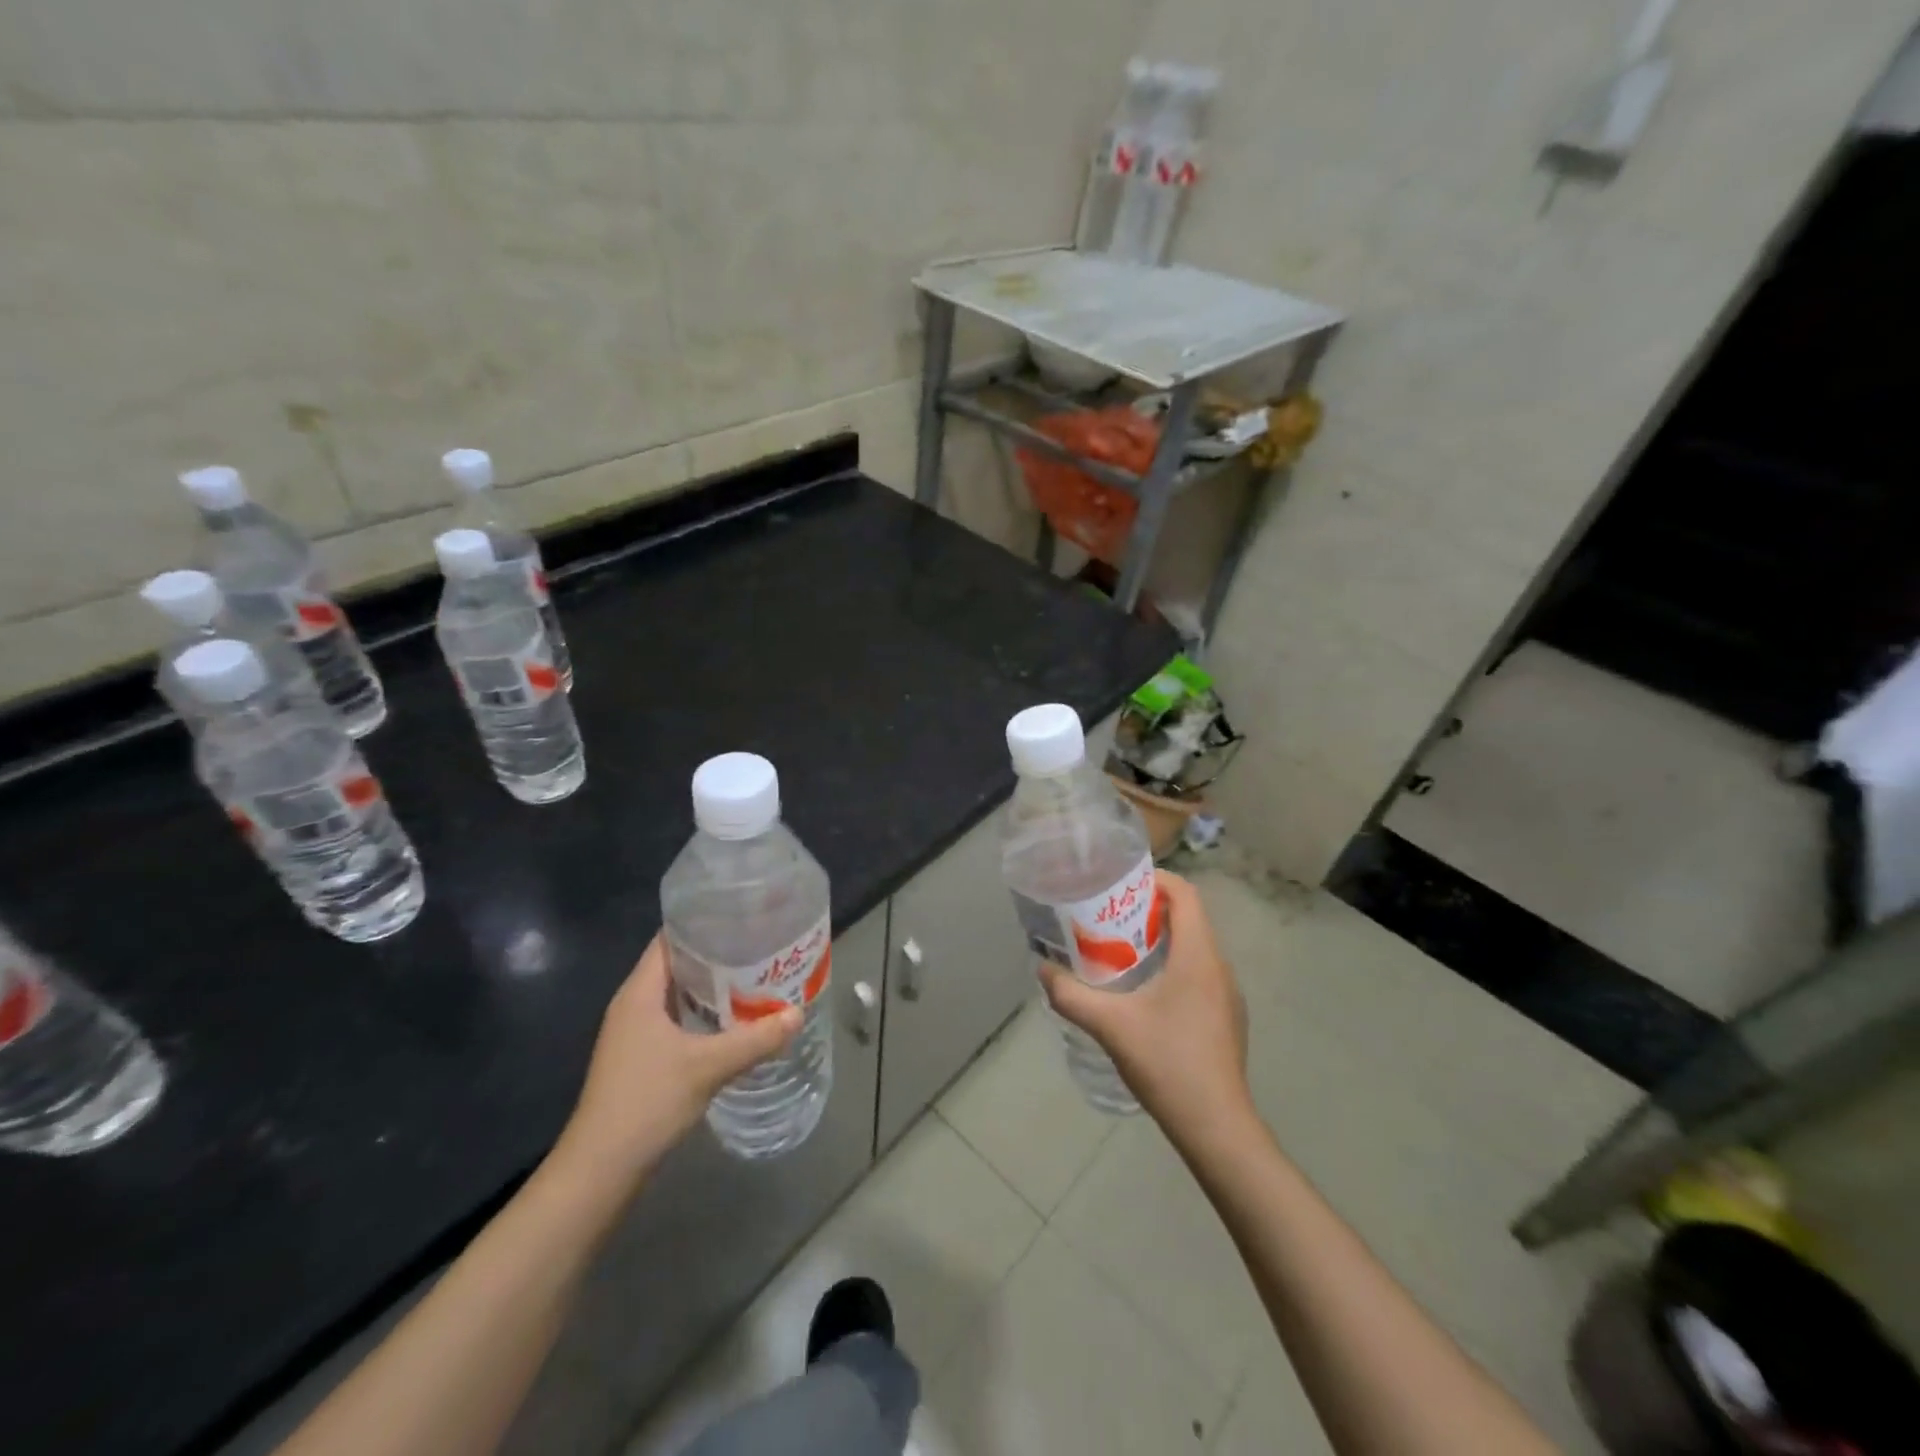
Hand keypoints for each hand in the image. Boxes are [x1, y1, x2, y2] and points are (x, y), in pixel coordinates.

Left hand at [557, 935, 800, 1182]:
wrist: (600, 1170)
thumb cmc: (647, 1102)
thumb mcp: (708, 1066)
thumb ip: (755, 1038)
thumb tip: (798, 1013)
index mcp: (640, 993)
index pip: (670, 939)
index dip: (703, 924)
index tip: (742, 917)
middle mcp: (634, 1006)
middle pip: (677, 965)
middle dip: (718, 955)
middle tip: (760, 947)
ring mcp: (635, 1035)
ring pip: (679, 996)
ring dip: (713, 988)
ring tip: (756, 978)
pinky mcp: (642, 1059)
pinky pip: (678, 1021)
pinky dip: (705, 1015)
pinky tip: (735, 1022)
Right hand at [1039, 870, 1251, 1145]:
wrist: (1216, 1127)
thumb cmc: (1168, 1063)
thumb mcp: (1110, 1026)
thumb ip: (1071, 995)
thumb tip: (1043, 970)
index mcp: (1198, 956)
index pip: (1185, 894)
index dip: (1154, 879)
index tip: (1119, 884)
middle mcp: (1218, 967)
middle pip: (1187, 918)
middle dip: (1147, 910)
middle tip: (1107, 917)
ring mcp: (1226, 994)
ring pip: (1193, 947)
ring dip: (1158, 940)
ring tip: (1118, 951)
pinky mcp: (1225, 1018)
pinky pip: (1198, 973)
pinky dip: (1171, 966)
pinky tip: (1142, 994)